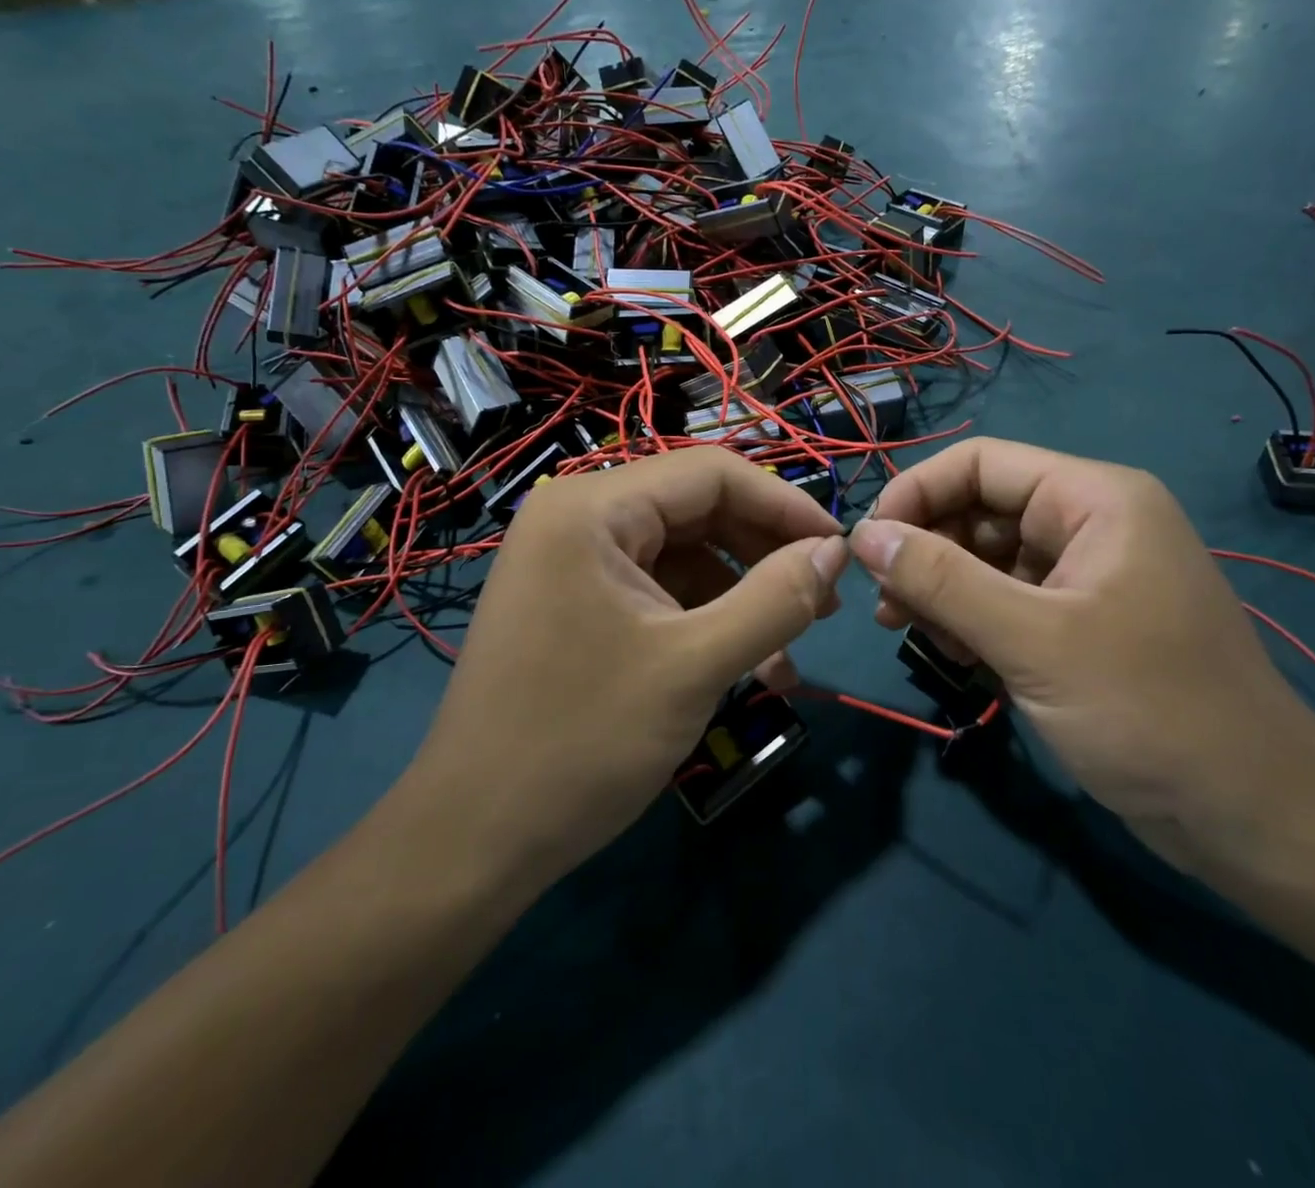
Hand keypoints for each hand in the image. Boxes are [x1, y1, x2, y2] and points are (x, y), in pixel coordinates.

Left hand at [398, 448, 847, 888]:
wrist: (473, 841)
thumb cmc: (582, 743)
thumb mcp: (695, 667)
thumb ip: (777, 598)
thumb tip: (837, 550)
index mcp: (592, 509)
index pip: (712, 474)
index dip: (785, 506)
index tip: (842, 551)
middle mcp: (577, 517)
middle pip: (697, 510)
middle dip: (764, 556)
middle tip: (823, 606)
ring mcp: (571, 561)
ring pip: (682, 555)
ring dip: (741, 598)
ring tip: (786, 657)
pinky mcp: (574, 602)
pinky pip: (656, 591)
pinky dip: (704, 621)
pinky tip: (743, 668)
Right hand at [847, 439, 1314, 876]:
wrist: (1253, 820)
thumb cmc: (1149, 711)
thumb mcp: (1032, 639)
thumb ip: (941, 580)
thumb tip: (863, 535)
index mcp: (1093, 499)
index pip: (980, 463)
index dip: (916, 493)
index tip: (867, 546)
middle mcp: (1089, 524)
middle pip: (979, 510)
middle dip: (925, 551)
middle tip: (886, 607)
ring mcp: (1085, 577)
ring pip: (986, 560)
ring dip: (941, 591)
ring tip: (912, 634)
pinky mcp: (1080, 625)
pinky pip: (1005, 602)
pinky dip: (970, 622)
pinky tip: (954, 657)